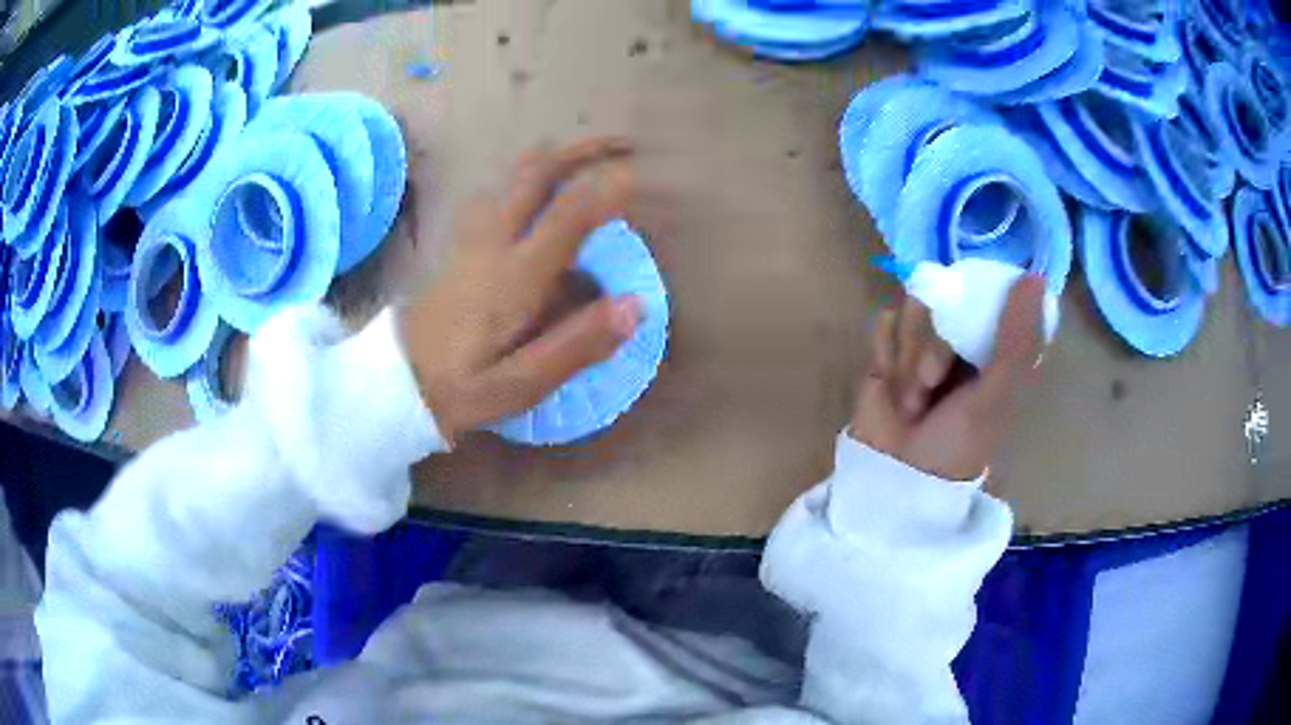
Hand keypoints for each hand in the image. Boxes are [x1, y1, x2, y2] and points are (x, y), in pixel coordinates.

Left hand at [399, 137, 640, 440]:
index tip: (639, 175)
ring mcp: (470, 238)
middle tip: (618, 144)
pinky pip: (491, 193)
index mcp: (515, 276)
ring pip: (508, 177)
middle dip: (580, 150)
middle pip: (536, 174)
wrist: (394, 383)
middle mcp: (493, 242)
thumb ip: (577, 345)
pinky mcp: (455, 244)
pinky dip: (520, 178)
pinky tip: (528, 189)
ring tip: (579, 155)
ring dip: (549, 158)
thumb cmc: (460, 388)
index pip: (568, 215)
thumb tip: (636, 306)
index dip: (607, 189)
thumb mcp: (520, 384)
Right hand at [850, 275, 1045, 481]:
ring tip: (910, 398)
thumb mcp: (995, 396)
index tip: (968, 320)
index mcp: (994, 347)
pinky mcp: (889, 348)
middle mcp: (961, 337)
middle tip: (931, 382)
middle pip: (946, 297)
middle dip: (933, 344)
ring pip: (913, 307)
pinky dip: (885, 353)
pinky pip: (884, 322)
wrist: (896, 476)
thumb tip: (1035, 278)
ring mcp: (924, 340)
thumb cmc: (957, 443)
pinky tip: (887, 382)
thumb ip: (1015, 340)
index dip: (978, 298)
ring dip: (909, 356)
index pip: (990, 294)